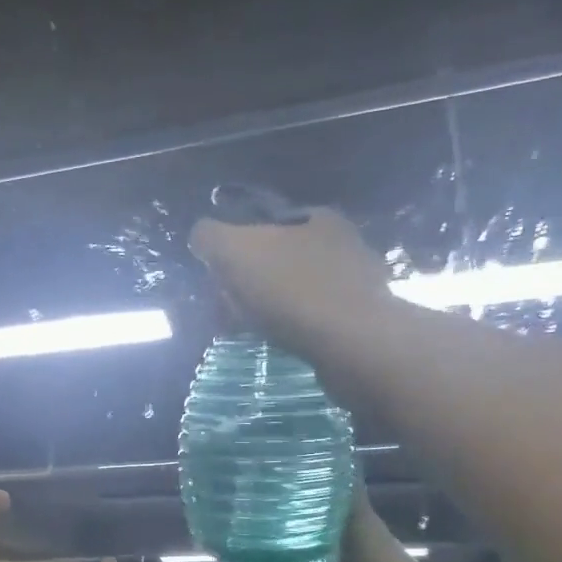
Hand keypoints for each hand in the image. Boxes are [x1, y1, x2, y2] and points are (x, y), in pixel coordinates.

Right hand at [188, 205, 391, 359]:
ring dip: (272, 308)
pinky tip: (281, 343)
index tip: (222, 278)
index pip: (267, 225)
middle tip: (231, 309)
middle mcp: (343, 243)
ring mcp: (356, 284)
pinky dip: (294, 329)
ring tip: (252, 330)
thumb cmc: (292, 289)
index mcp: (316, 218)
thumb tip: (201, 235)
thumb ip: (211, 237)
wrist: (351, 343)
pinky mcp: (360, 321)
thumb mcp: (236, 252)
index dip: (238, 249)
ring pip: (297, 291)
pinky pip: (314, 320)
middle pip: (281, 259)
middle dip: (253, 282)